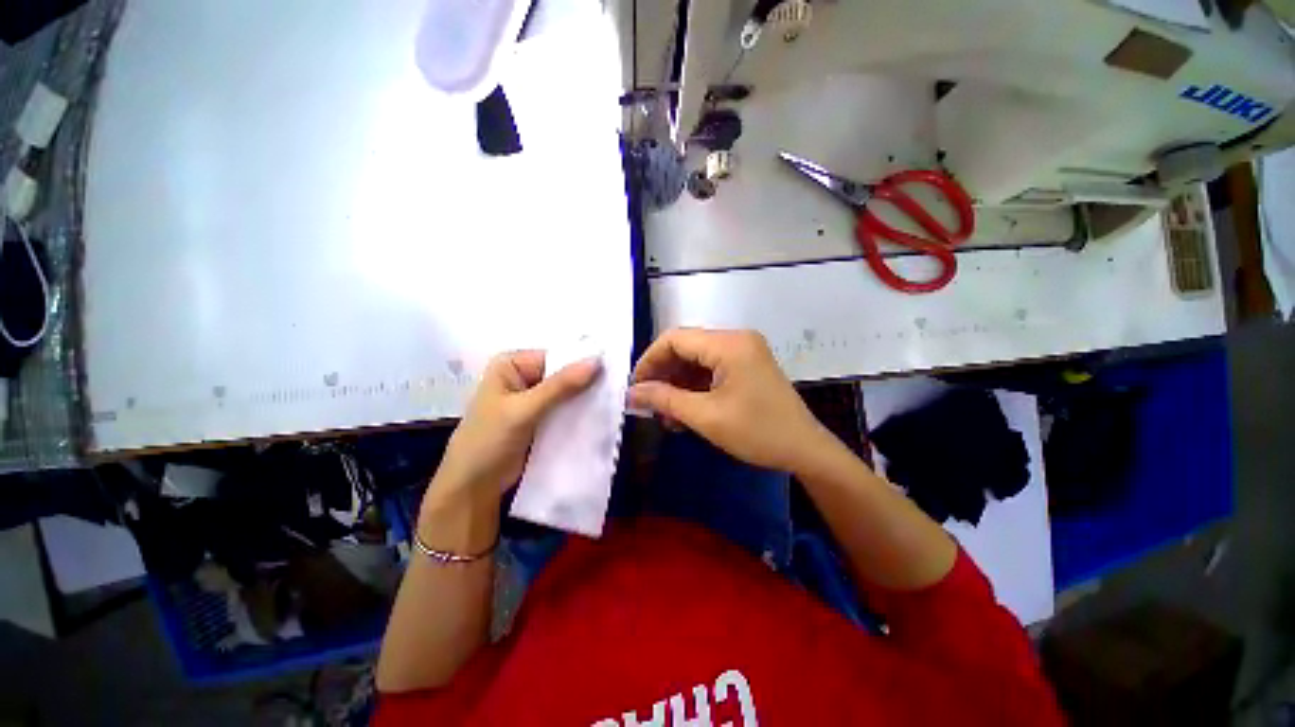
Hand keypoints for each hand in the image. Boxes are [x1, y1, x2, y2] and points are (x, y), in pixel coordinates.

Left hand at [431, 351, 600, 505]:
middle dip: (587, 383)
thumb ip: (560, 386)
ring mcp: (533, 400)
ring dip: (586, 399)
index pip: (556, 357)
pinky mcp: (541, 420)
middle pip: (563, 375)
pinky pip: (565, 411)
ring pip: (567, 394)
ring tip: (614, 402)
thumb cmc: (489, 441)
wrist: (473, 489)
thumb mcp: (523, 410)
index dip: (582, 363)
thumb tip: (597, 361)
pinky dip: (580, 414)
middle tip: (618, 389)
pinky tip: (600, 417)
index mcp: (512, 365)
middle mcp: (523, 377)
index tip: (613, 371)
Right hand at [628, 328, 830, 473]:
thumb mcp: (706, 416)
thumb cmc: (757, 432)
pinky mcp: (746, 366)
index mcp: (729, 344)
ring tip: (664, 413)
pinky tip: (683, 412)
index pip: (675, 339)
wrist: (805, 450)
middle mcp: (736, 339)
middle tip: (647, 403)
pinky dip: (694, 388)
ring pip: (696, 361)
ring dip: (677, 384)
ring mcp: (743, 352)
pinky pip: (711, 370)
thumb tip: (632, 392)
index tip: (635, 387)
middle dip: (663, 375)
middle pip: (685, 348)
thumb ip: (665, 399)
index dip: (650, 360)